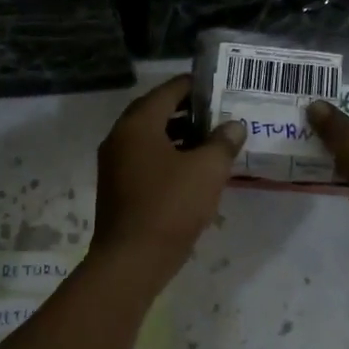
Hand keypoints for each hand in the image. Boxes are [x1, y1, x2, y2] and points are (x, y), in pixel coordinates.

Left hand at [92, 76, 245, 293]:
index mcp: (138, 124)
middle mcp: (120, 137)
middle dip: (188, 110)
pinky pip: (145, 158)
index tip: (219, 86)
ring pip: (150, 137)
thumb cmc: (170, 206)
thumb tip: (234, 125)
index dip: (194, 86)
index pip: (168, 91)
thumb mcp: (207, 171)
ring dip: (179, 134)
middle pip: (156, 112)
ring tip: (211, 140)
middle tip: (218, 112)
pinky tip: (193, 169)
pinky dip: (168, 155)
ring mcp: (115, 163)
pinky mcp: (118, 187)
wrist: (131, 261)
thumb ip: (223, 142)